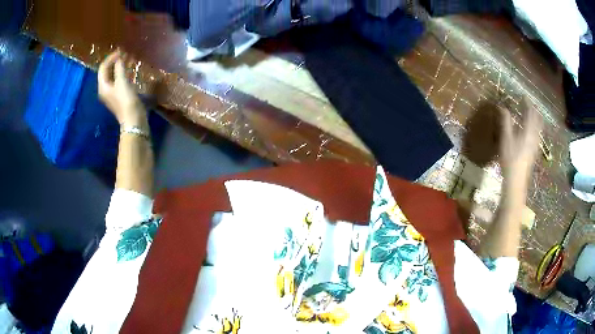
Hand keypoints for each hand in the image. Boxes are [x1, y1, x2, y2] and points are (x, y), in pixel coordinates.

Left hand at [98, 51, 145, 126]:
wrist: (133, 119)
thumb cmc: (126, 100)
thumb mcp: (122, 82)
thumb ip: (119, 68)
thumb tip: (119, 57)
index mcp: (103, 86)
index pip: (103, 68)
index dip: (110, 58)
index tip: (120, 51)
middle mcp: (105, 89)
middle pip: (107, 72)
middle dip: (114, 62)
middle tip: (124, 53)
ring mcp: (112, 93)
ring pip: (113, 75)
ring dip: (119, 66)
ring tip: (127, 59)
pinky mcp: (119, 95)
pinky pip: (119, 80)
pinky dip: (123, 73)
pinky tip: (129, 69)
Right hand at [499, 101, 543, 177]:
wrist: (516, 179)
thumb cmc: (510, 158)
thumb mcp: (506, 138)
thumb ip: (506, 122)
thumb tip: (502, 107)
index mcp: (528, 130)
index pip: (530, 113)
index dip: (527, 103)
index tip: (524, 97)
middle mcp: (534, 136)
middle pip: (537, 120)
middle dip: (534, 111)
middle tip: (530, 105)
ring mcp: (535, 145)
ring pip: (539, 128)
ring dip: (536, 120)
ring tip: (533, 115)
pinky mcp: (534, 152)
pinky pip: (538, 136)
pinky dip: (536, 129)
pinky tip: (533, 132)